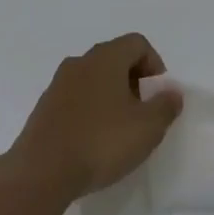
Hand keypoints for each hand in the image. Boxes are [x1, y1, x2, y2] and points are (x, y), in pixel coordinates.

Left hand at [5, 34, 181, 203]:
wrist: (41, 171)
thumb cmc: (100, 142)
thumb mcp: (147, 128)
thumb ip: (165, 106)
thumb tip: (172, 92)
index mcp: (106, 57)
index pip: (137, 43)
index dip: (154, 65)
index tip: (158, 95)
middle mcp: (80, 61)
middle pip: (115, 58)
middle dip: (133, 81)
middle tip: (142, 114)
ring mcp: (58, 83)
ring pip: (94, 78)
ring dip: (111, 96)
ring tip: (118, 130)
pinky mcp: (44, 107)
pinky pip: (75, 97)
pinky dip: (90, 109)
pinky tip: (93, 140)